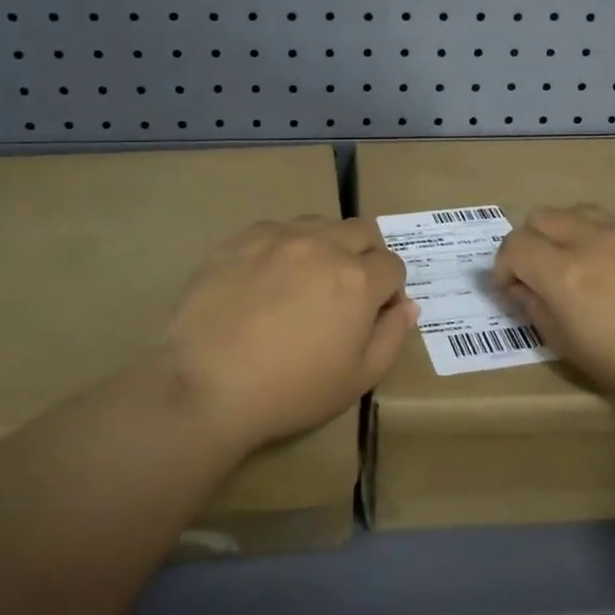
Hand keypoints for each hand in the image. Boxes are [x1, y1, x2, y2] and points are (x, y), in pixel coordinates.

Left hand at [155, 216, 415, 450]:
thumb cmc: (290, 390)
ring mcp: (280, 236)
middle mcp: (324, 245)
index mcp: (358, 279)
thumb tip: (407, 307)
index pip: (393, 265)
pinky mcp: (242, 238)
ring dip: (326, 244)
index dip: (390, 290)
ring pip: (320, 223)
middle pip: (362, 231)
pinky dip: (284, 247)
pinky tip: (266, 279)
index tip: (375, 313)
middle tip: (346, 291)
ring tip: (306, 281)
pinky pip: (277, 229)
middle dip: (366, 256)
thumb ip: (391, 337)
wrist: (207, 384)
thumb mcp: (357, 379)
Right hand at [491, 204, 614, 418]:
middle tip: (539, 274)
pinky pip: (613, 220)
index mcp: (564, 274)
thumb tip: (520, 290)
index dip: (503, 266)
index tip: (512, 289)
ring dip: (563, 232)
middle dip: (529, 242)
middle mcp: (590, 240)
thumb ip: (539, 313)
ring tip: (577, 264)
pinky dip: (598, 235)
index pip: (514, 246)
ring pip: (576, 211)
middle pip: (540, 217)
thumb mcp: (577, 352)